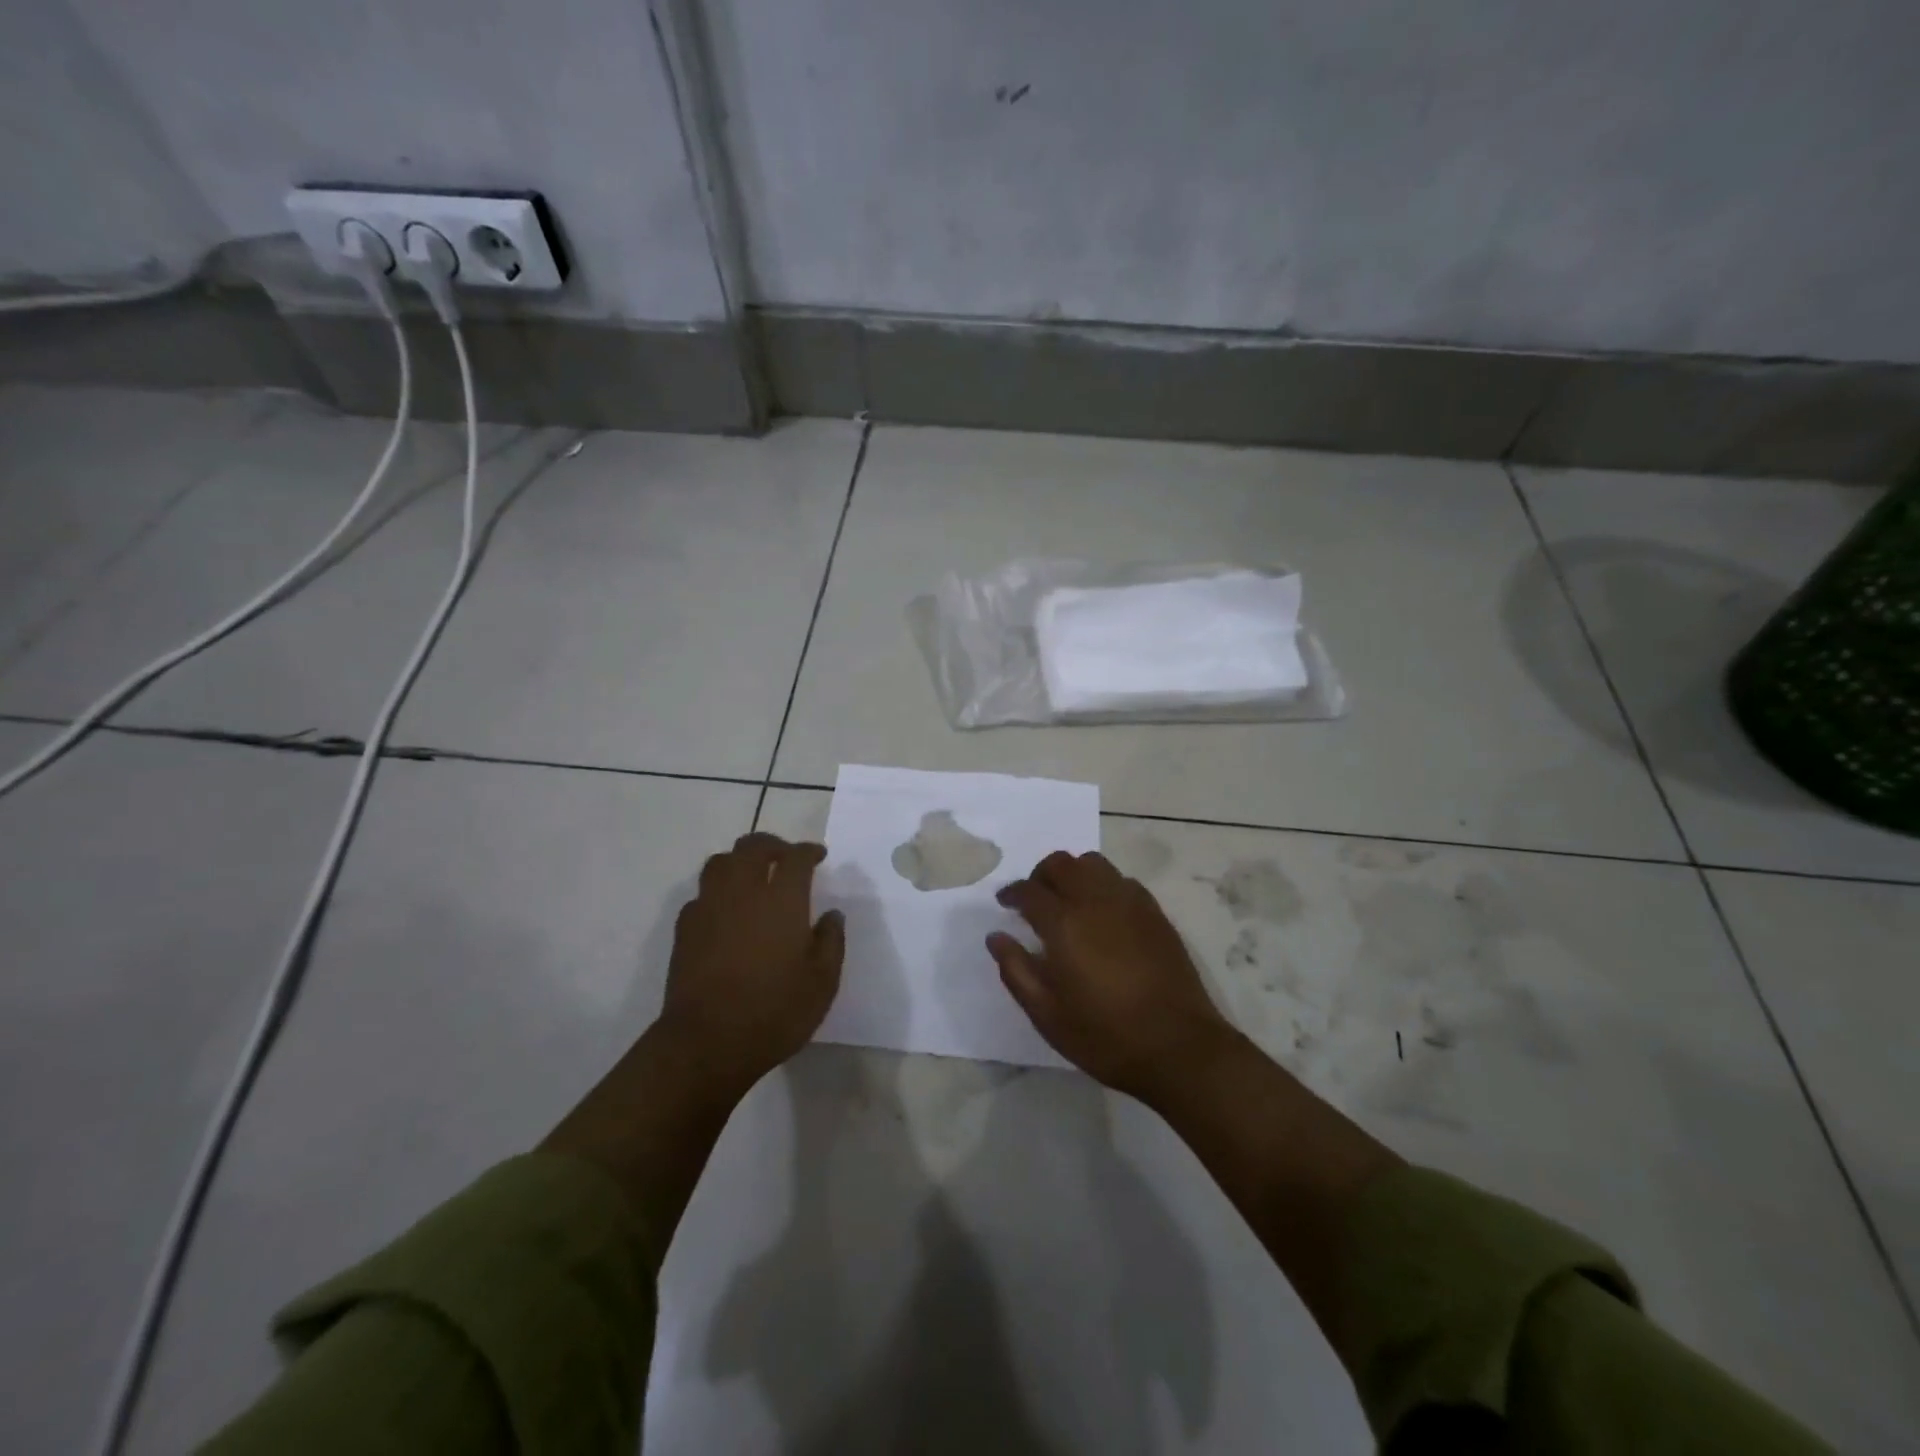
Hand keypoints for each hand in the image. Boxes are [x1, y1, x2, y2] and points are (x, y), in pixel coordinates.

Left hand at [659, 832, 844, 1095]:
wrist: (706, 1043)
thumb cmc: (774, 1011)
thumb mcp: (822, 982)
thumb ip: (831, 941)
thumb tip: (831, 915)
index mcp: (782, 900)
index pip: (796, 857)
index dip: (809, 851)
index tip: (818, 856)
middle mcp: (743, 893)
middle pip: (753, 847)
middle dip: (772, 846)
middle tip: (786, 858)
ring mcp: (709, 908)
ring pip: (720, 863)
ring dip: (740, 861)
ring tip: (752, 876)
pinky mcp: (685, 929)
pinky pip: (701, 894)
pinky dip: (717, 892)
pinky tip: (726, 911)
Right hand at [990, 851, 1235, 1103]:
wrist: (1178, 1046)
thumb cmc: (1104, 1036)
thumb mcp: (1047, 1014)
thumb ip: (1016, 970)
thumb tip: (996, 936)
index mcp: (1064, 924)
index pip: (1029, 891)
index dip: (1012, 893)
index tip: (1005, 903)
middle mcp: (1095, 901)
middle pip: (1060, 864)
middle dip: (1040, 875)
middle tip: (1034, 900)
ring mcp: (1129, 902)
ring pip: (1093, 863)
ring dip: (1073, 873)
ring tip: (1068, 901)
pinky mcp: (1154, 912)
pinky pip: (1121, 880)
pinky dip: (1103, 884)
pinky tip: (1103, 912)